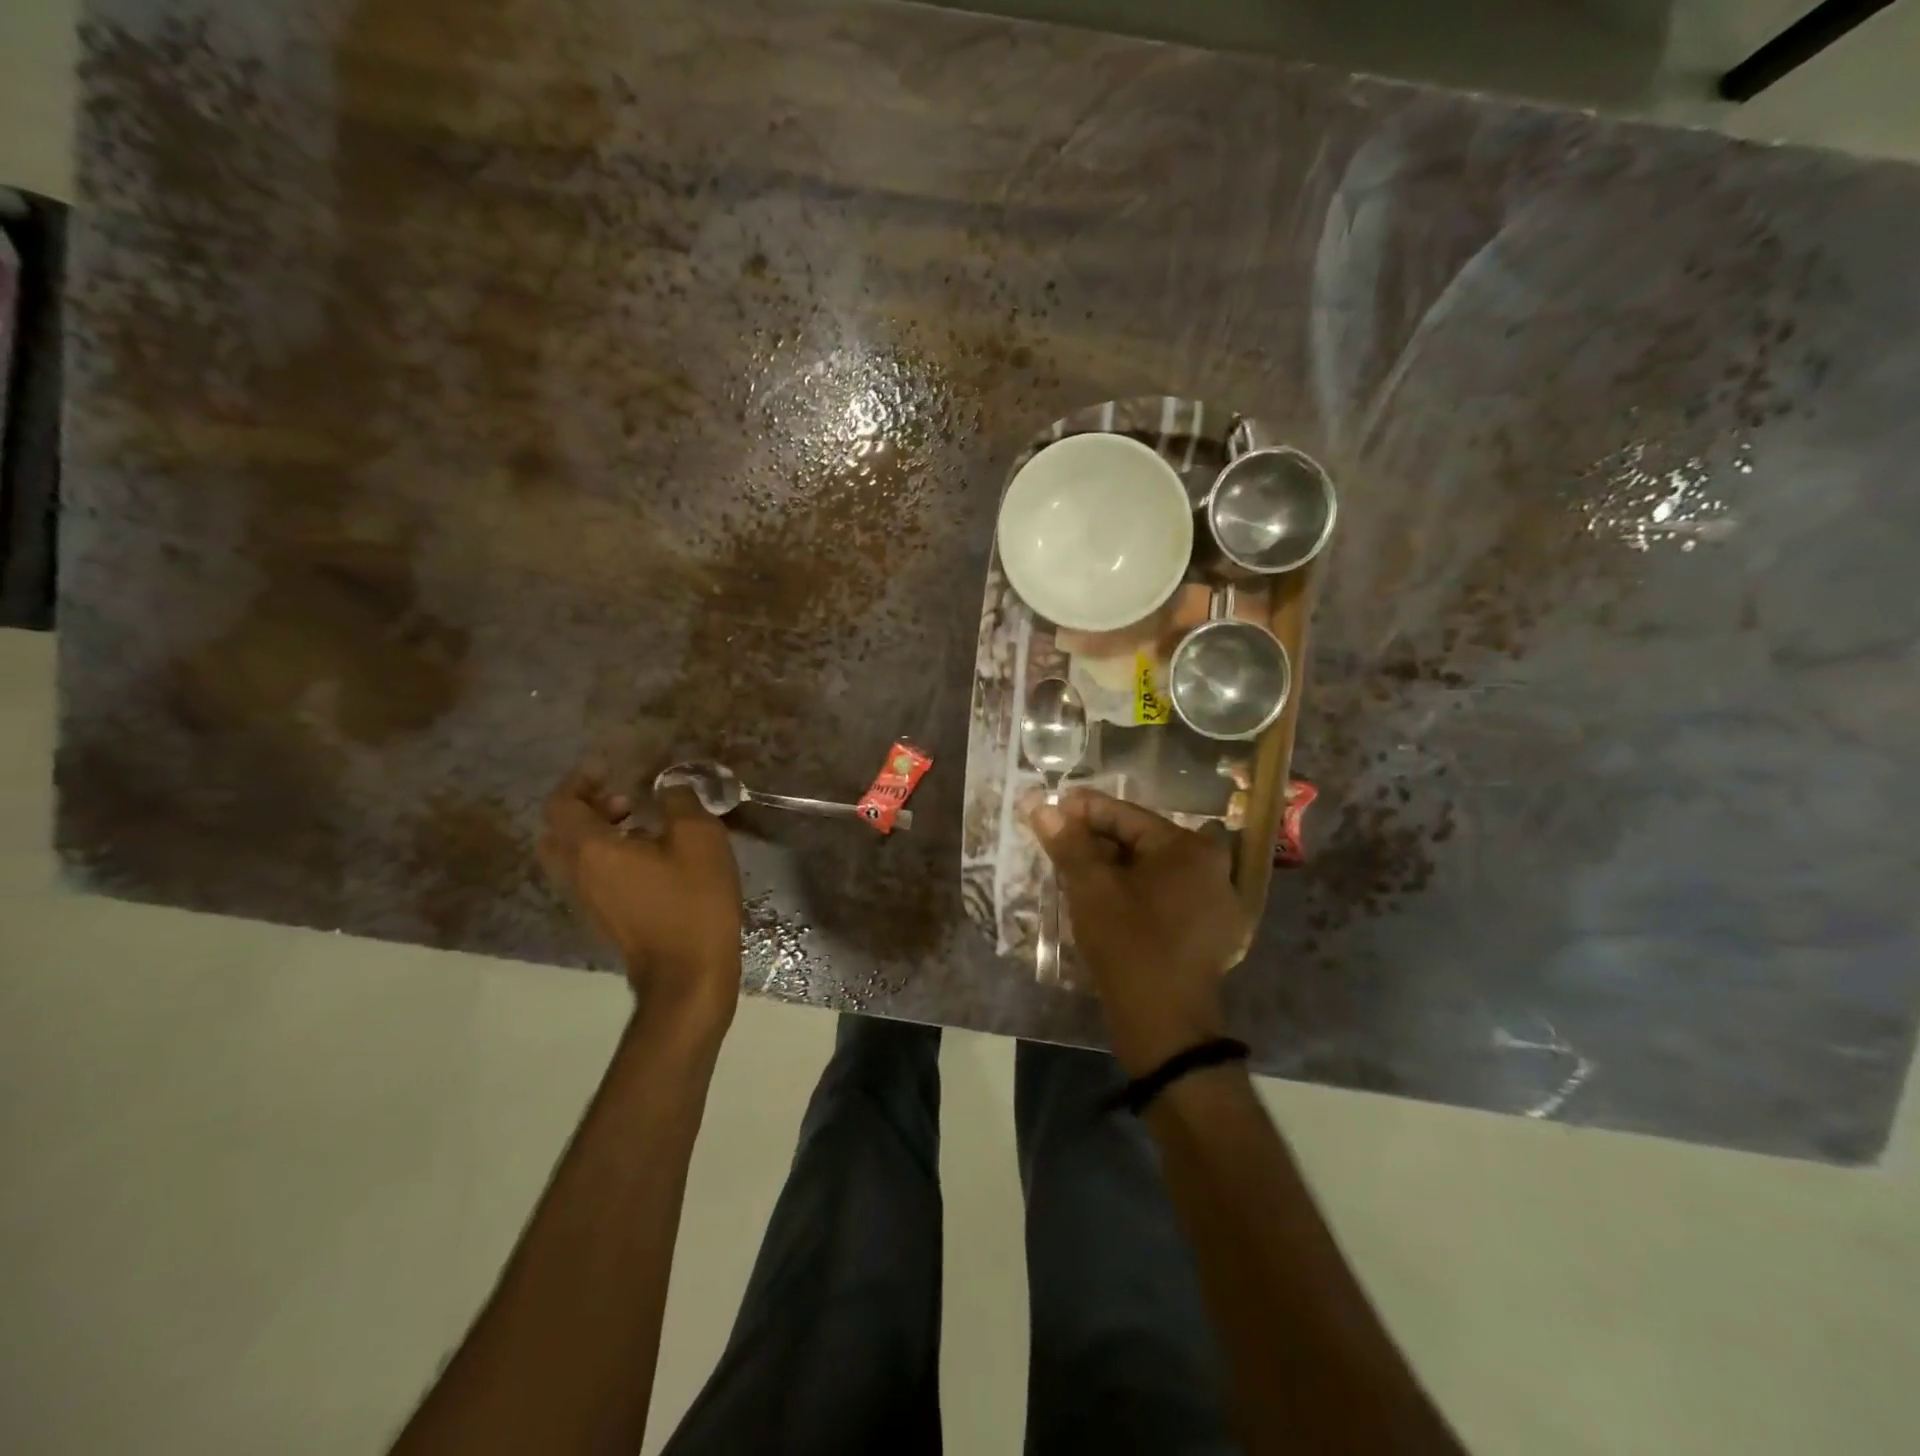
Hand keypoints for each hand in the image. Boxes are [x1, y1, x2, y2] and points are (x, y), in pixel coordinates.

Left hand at [540, 772, 742, 1029]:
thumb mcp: (699, 838)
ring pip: (572, 857)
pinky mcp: (605, 919)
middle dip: (584, 808)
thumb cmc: (693, 901)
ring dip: (596, 833)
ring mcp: (587, 901)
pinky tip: (651, 859)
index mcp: (591, 849)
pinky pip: (590, 876)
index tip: (609, 769)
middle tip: (623, 800)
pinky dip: (606, 857)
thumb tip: (667, 787)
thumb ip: (679, 802)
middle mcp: (577, 874)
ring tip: (642, 825)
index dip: (580, 781)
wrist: (688, 974)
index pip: (561, 804)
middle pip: (557, 832)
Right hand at [1030, 789, 1249, 1074]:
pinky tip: (1104, 898)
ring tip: (1074, 867)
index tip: (1053, 805)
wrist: (1165, 1025)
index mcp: (1190, 848)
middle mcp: (1213, 867)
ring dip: (1113, 866)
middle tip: (1058, 839)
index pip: (1128, 816)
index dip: (1085, 809)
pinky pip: (1165, 896)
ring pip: (1152, 870)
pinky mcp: (1210, 931)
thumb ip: (1067, 843)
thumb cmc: (1128, 944)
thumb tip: (1041, 806)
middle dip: (1098, 839)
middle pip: (1142, 842)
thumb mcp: (1090, 888)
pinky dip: (1134, 891)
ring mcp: (1216, 901)